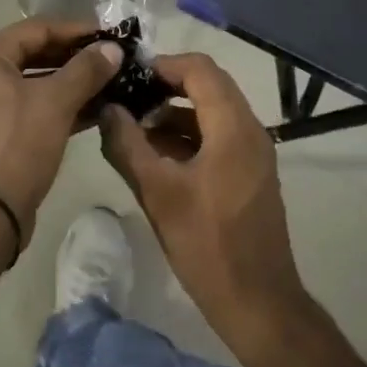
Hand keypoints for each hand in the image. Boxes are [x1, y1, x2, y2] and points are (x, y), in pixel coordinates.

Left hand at [0, 19, 123, 250]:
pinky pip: (34, 107)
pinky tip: (97, 111)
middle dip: (77, 57)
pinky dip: (62, 106)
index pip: (39, 28)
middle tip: (115, 59)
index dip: (77, 30)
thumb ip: (86, 70)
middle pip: (37, 53)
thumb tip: (113, 49)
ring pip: (37, 82)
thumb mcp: (56, 102)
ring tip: (113, 83)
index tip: (112, 35)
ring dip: (73, 82)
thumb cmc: (17, 145)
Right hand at [99, 52, 310, 359]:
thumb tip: (107, 108)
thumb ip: (127, 146)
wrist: (258, 303)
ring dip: (175, 112)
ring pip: (212, 112)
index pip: (200, 69)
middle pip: (208, 86)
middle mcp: (250, 130)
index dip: (163, 64)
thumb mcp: (157, 193)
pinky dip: (188, 134)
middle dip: (166, 86)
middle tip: (127, 96)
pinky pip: (218, 136)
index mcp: (233, 127)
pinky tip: (156, 154)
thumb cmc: (207, 245)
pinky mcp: (250, 173)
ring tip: (134, 125)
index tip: (129, 75)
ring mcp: (254, 152)